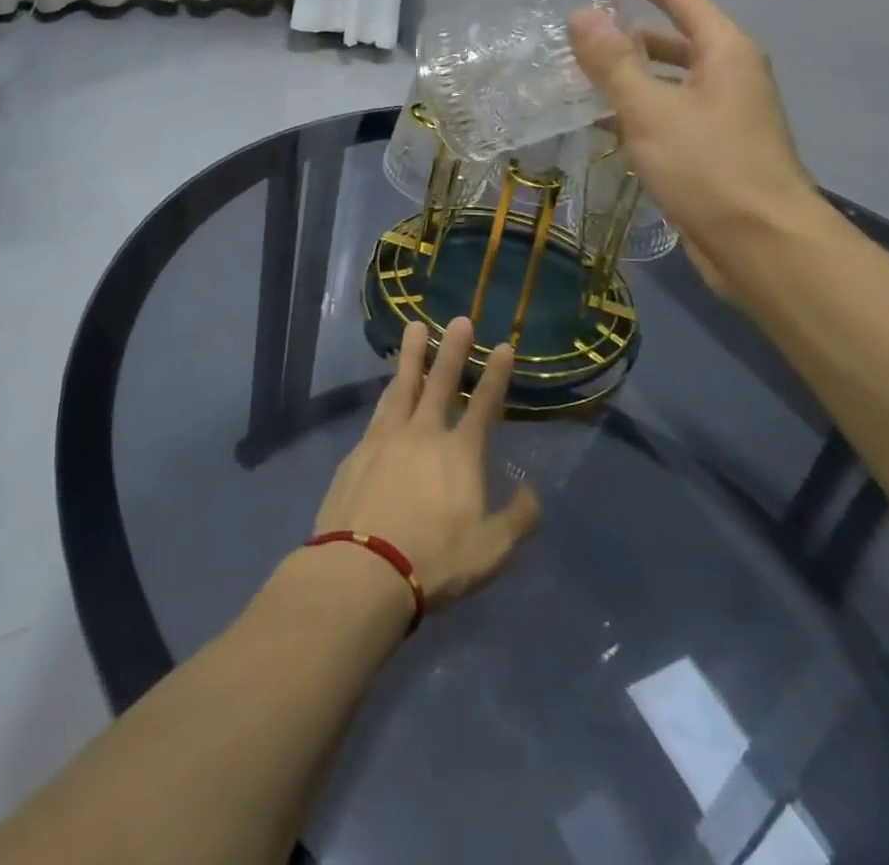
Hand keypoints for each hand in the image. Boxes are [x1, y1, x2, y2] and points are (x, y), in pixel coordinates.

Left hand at [312, 318, 540, 612]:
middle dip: (453, 349)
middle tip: (459, 318)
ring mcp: (386, 440)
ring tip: (414, 330)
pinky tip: (387, 391)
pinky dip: (387, 394)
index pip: (484, 405)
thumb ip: (518, 519)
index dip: (496, 375)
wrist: (363, 570)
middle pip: (440, 382)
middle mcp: (423, 435)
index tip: (504, 346)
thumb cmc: (434, 561)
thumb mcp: (492, 551)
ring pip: (402, 387)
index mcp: (460, 454)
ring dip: (412, 357)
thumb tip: (530, 493)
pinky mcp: (357, 453)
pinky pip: (377, 413)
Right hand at [567, 0, 825, 295]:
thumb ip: (613, 63)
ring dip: (629, 77)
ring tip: (582, 76)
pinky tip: (604, 124)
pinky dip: (637, 113)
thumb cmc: (710, 168)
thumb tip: (582, 17)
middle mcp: (729, 76)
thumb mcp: (651, 110)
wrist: (762, 246)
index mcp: (725, 52)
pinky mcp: (714, 152)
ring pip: (668, 81)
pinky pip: (668, 116)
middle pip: (674, 39)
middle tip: (583, 31)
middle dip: (630, 33)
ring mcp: (724, 116)